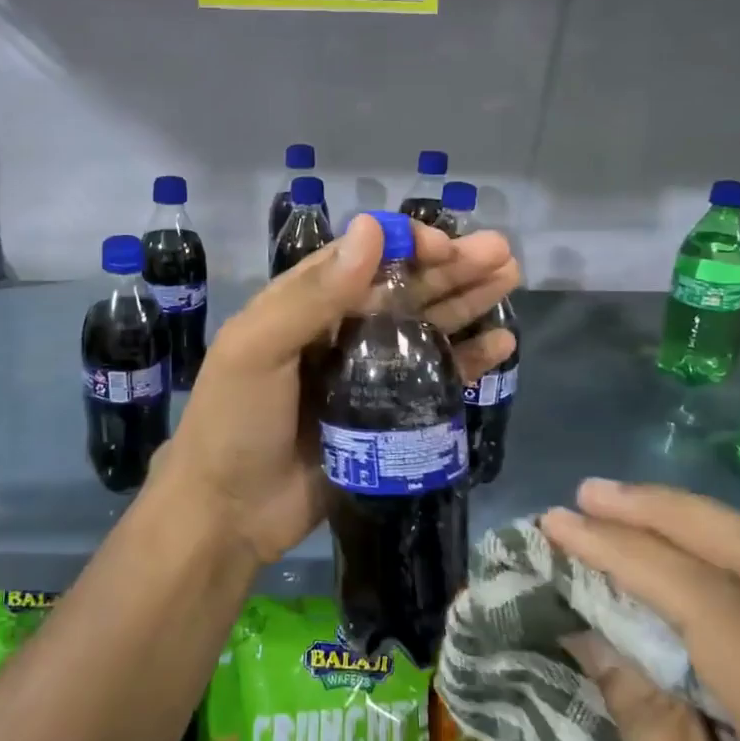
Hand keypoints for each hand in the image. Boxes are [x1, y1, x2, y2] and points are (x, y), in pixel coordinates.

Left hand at [154, 212, 518, 564]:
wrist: (229, 513)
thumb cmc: (235, 422)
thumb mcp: (259, 348)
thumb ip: (314, 293)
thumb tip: (371, 227)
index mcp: (303, 304)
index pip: (362, 258)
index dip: (405, 245)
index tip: (446, 245)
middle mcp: (338, 331)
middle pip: (402, 289)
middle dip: (450, 268)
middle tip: (501, 254)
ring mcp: (365, 375)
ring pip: (424, 327)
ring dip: (466, 302)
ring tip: (510, 279)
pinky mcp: (386, 416)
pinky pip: (434, 380)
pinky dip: (467, 361)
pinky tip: (501, 344)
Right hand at [541, 480, 739, 740]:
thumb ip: (650, 733)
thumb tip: (595, 629)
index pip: (722, 614)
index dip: (630, 555)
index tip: (559, 525)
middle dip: (677, 516)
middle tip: (594, 495)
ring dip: (708, 532)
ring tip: (628, 513)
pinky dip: (736, 574)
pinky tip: (688, 569)